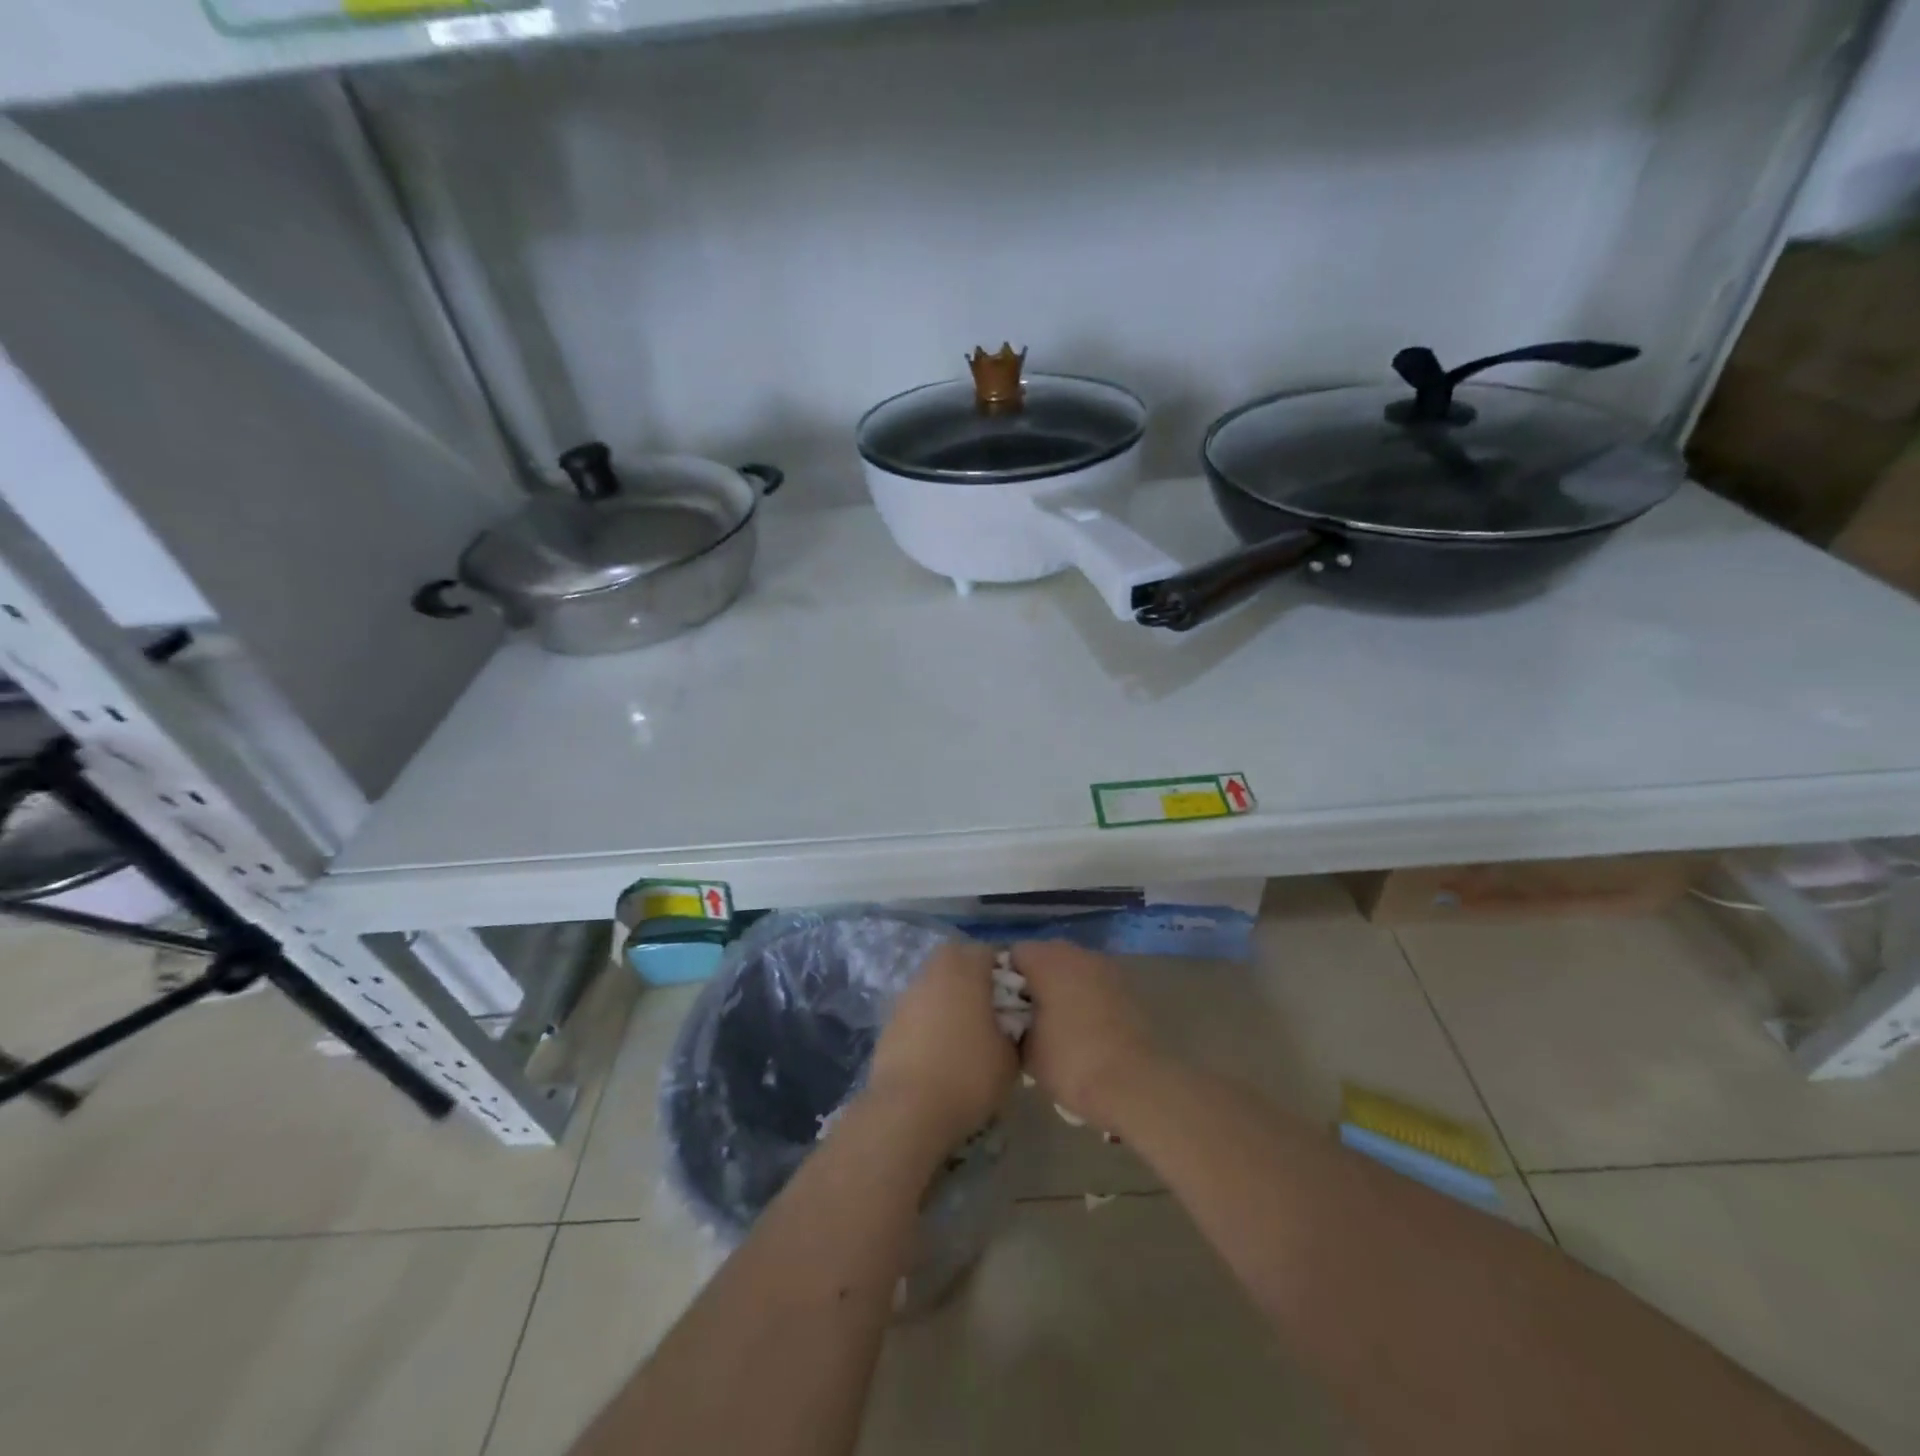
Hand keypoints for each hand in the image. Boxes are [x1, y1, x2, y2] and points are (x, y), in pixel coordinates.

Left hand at [866, 940, 1017, 1147]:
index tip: (1016, 1003)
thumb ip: (1013, 1028)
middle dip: (975, 981)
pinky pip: (919, 1010)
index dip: (1006, 975)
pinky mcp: (889, 1020)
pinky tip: (939, 1053)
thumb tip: (1008, 1025)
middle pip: (959, 962)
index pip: (991, 953)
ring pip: (936, 985)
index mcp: (965, 967)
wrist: (908, 1109)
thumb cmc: (968, 1074)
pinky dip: (930, 1022)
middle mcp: (934, 970)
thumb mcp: (1011, 1055)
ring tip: (964, 1037)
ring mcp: (907, 994)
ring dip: (950, 1001)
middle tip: (991, 1015)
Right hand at [1011, 941, 1159, 1130]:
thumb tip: (1011, 1019)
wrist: (1136, 1085)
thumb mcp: (1026, 1050)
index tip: (998, 1007)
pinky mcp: (1126, 988)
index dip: (1001, 978)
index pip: (1014, 954)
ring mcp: (1106, 968)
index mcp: (1048, 960)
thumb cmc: (1072, 1062)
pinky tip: (1080, 1029)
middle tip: (1022, 1017)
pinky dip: (1083, 998)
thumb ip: (1012, 1023)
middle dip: (1032, 982)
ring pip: (1071, 969)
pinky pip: (1093, 984)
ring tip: (1052, 1025)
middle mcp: (1077, 953)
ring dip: (1060, 988)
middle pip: (1044, 957)